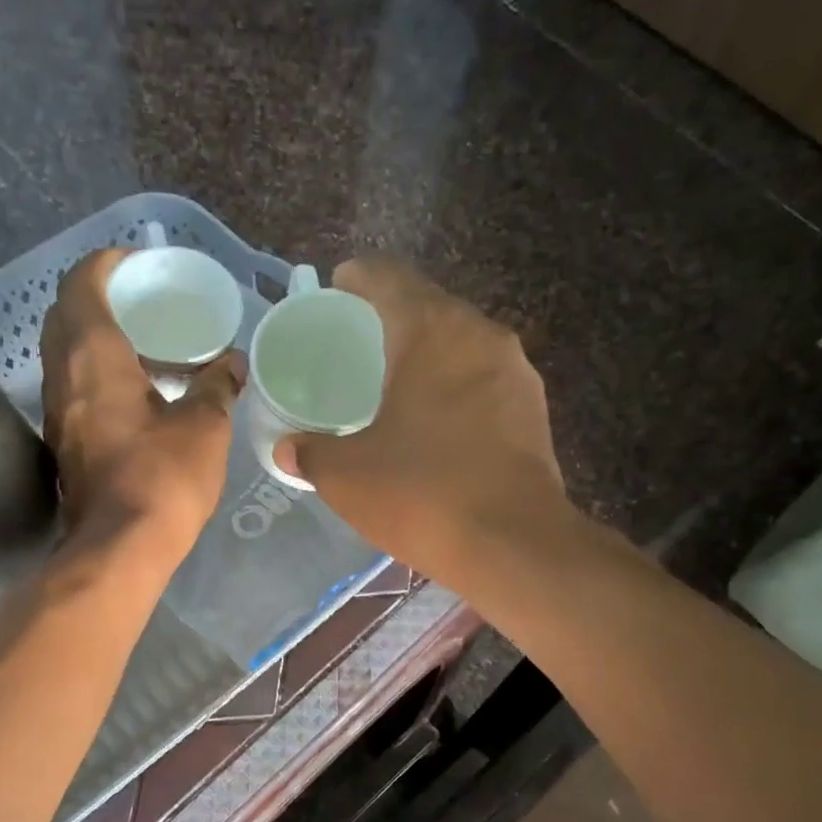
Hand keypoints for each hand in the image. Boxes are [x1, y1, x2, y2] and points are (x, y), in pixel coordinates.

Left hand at [41, 248, 241, 557]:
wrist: (121, 547)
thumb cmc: (163, 477)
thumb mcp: (204, 426)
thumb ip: (218, 385)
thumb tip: (234, 362)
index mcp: (93, 355)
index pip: (83, 283)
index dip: (106, 263)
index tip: (137, 264)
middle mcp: (63, 375)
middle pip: (66, 314)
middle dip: (98, 297)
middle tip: (142, 302)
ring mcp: (58, 411)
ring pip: (65, 353)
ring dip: (95, 338)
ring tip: (144, 344)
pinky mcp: (64, 442)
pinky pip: (73, 387)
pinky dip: (96, 373)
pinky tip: (135, 392)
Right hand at [278, 257, 567, 583]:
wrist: (512, 544)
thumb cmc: (421, 494)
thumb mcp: (346, 475)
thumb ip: (310, 452)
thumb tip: (287, 448)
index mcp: (430, 331)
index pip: (389, 278)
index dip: (358, 277)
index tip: (338, 286)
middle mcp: (479, 335)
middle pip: (429, 306)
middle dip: (393, 315)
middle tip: (359, 341)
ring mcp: (515, 371)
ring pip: (461, 343)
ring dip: (428, 352)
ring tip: (397, 380)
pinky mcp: (534, 409)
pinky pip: (484, 379)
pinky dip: (455, 385)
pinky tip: (438, 419)